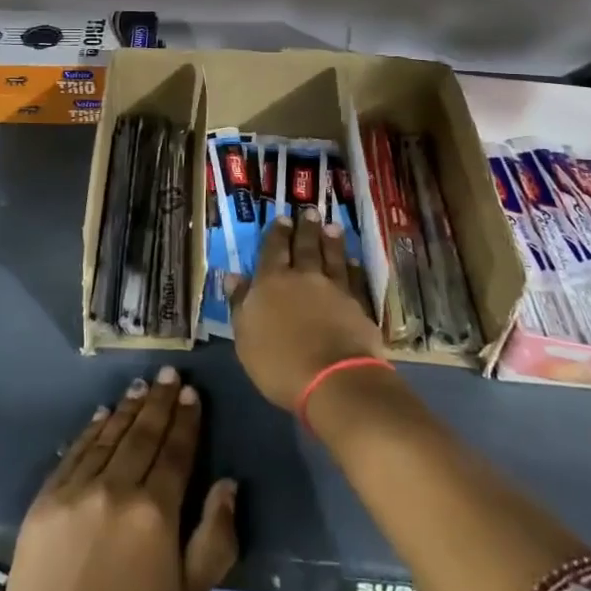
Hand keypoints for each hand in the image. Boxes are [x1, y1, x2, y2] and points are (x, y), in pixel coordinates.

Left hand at [1, 368, 239, 590]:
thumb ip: (215, 536)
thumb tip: (227, 483)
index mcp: (156, 512)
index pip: (176, 451)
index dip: (187, 420)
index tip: (192, 393)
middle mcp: (117, 489)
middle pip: (144, 434)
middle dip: (160, 401)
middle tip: (169, 373)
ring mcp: (77, 490)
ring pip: (110, 436)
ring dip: (129, 409)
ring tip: (142, 386)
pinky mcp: (47, 498)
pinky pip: (75, 452)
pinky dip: (92, 430)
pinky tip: (103, 414)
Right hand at [228, 212, 384, 409]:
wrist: (333, 379)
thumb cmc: (279, 363)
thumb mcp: (245, 337)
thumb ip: (240, 303)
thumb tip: (232, 275)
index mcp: (271, 282)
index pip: (273, 250)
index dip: (277, 233)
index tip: (282, 218)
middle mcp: (303, 277)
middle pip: (304, 247)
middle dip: (305, 228)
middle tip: (309, 211)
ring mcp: (334, 289)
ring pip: (332, 257)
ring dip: (331, 241)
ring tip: (332, 226)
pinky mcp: (357, 305)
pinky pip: (354, 279)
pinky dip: (354, 267)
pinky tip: (354, 260)